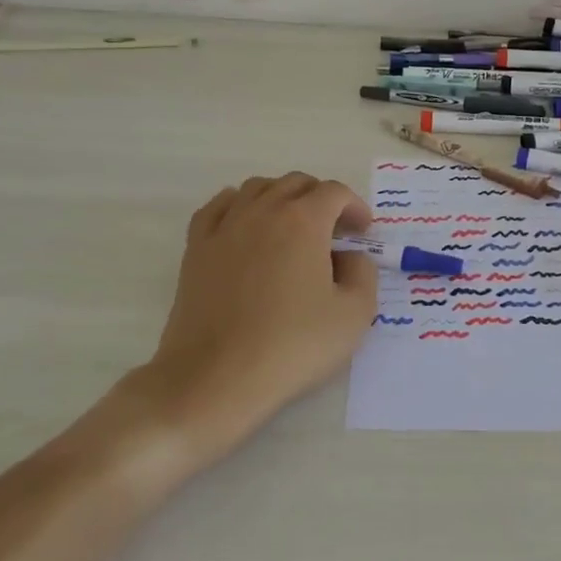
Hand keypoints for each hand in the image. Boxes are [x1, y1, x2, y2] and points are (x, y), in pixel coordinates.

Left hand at [94, 174, 377, 478]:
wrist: (215, 378)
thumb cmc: (292, 346)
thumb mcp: (354, 314)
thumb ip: (363, 274)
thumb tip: (349, 257)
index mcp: (304, 221)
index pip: (335, 193)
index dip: (355, 207)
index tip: (363, 233)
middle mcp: (263, 211)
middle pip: (296, 183)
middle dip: (321, 199)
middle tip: (334, 233)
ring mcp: (225, 226)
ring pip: (257, 188)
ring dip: (282, 198)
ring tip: (292, 227)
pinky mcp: (196, 247)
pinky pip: (219, 206)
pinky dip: (238, 205)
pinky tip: (246, 226)